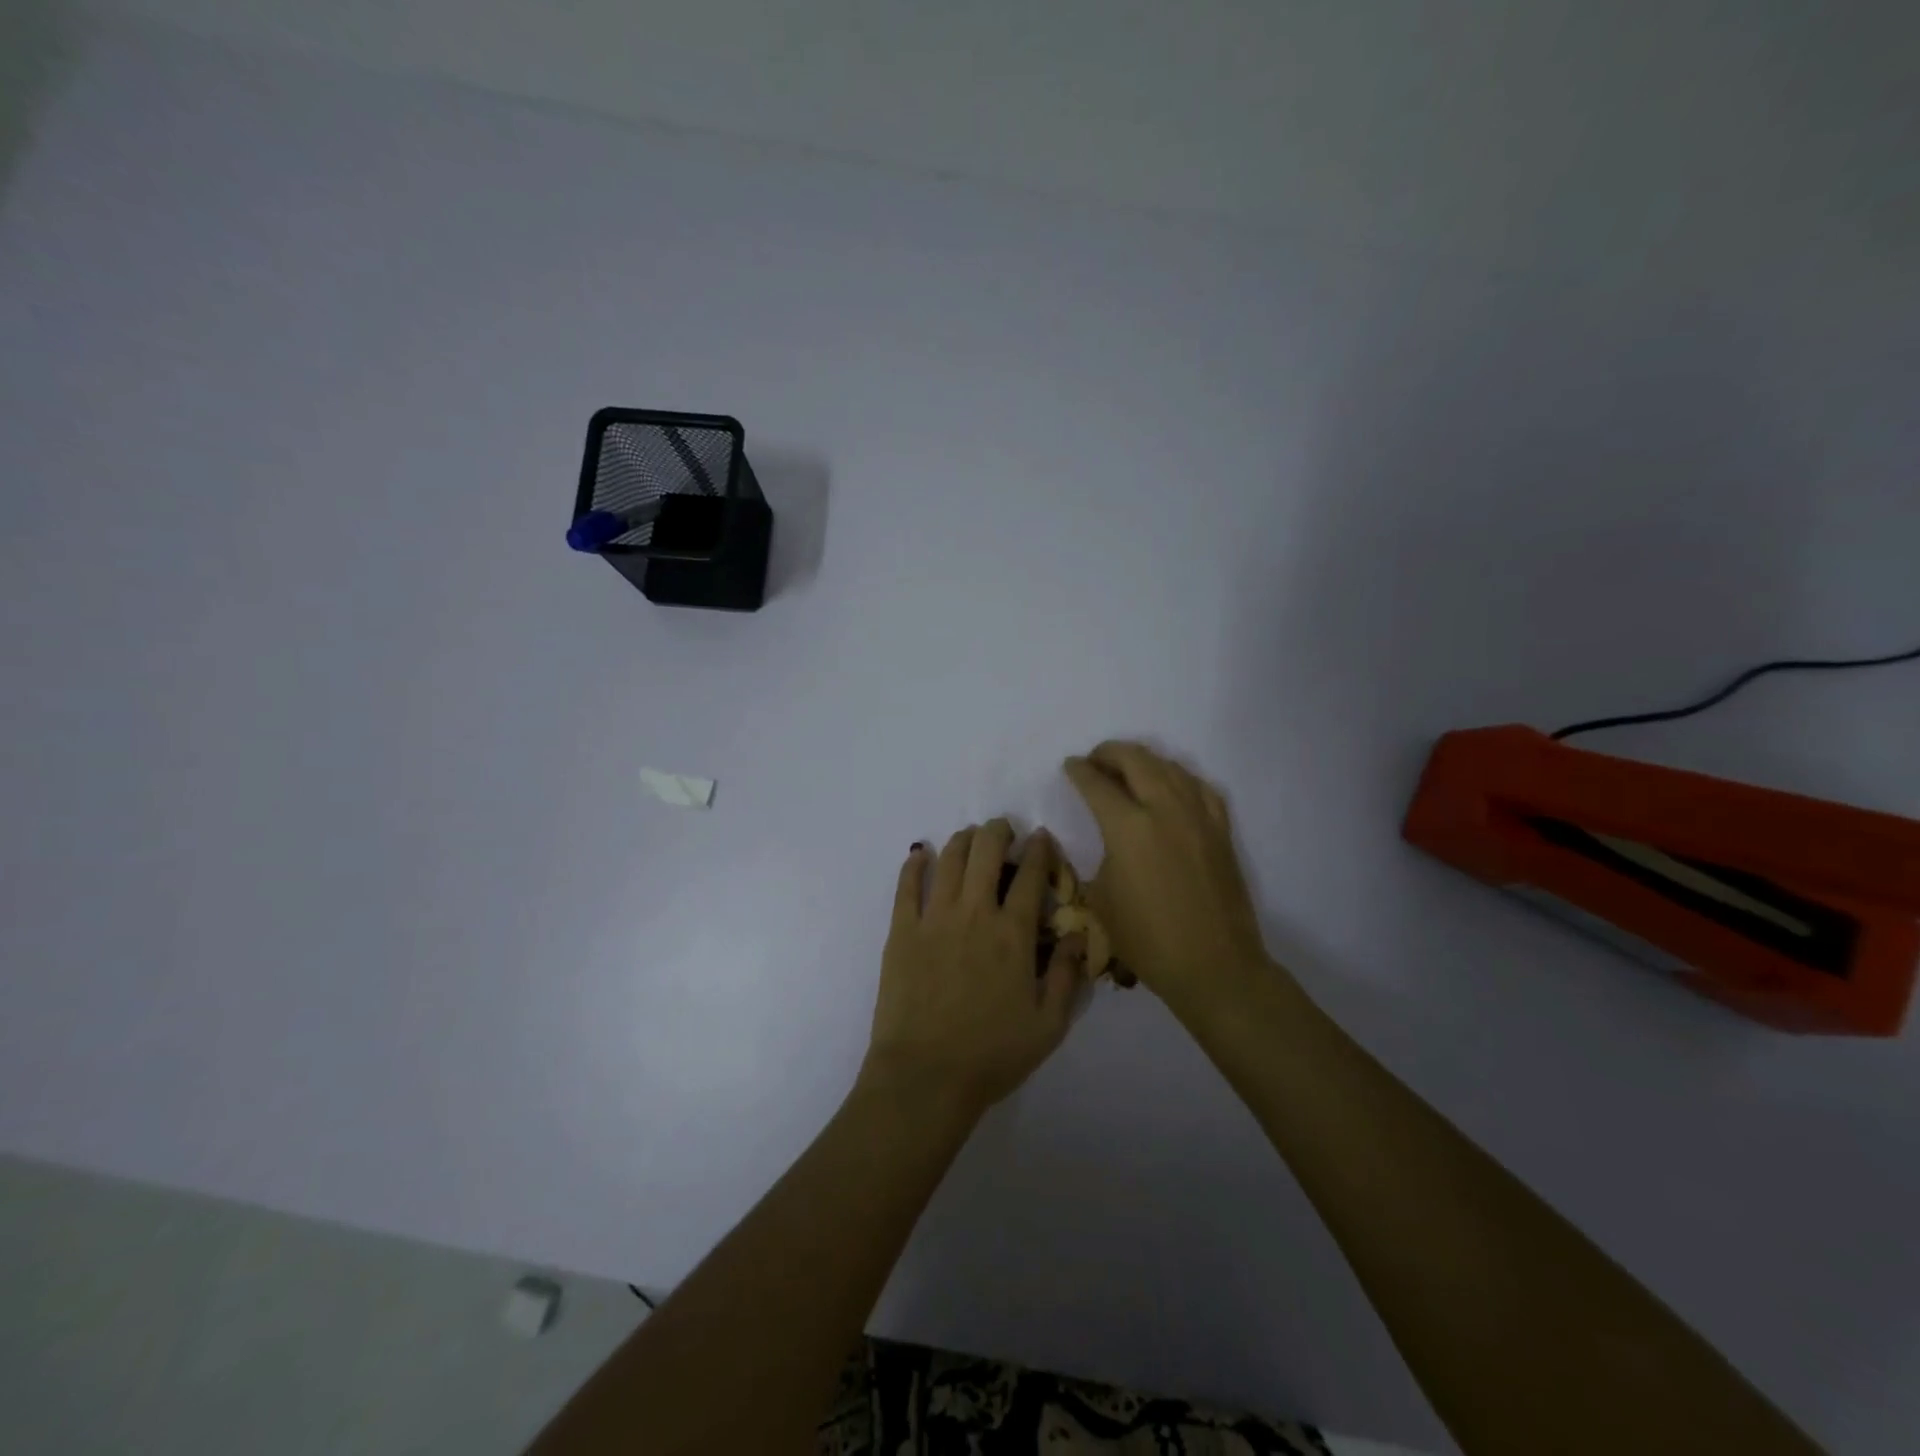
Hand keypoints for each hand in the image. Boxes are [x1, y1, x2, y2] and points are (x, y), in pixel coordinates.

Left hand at [860, 820, 1085, 1119]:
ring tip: (970, 836)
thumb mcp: (1049, 1025)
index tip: (1041, 837)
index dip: (1039, 849)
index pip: (1031, 875)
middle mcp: (975, 913)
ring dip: (963, 839)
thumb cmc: (992, 1054)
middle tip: (1003, 830)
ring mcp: (934, 918)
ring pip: (950, 859)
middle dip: (998, 831)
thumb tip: (1078, 933)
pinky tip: (921, 854)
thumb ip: (1068, 975)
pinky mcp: (902, 931)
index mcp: (1013, 934)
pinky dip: (915, 864)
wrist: (925, 1076)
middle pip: (987, 851)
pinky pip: (906, 885)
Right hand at [1063, 742, 1273, 1010]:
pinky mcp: (1221, 829)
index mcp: (1128, 827)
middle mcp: (1164, 809)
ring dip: (1144, 760)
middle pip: (1135, 760)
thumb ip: (1102, 857)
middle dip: (1109, 753)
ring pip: (1170, 766)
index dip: (1079, 771)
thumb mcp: (1102, 899)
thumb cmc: (1147, 939)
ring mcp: (1198, 816)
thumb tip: (1110, 842)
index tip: (1070, 766)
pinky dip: (1179, 778)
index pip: (1097, 784)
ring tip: (1129, 769)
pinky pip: (1199, 787)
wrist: (1213, 965)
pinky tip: (1171, 786)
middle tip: (1095, 760)